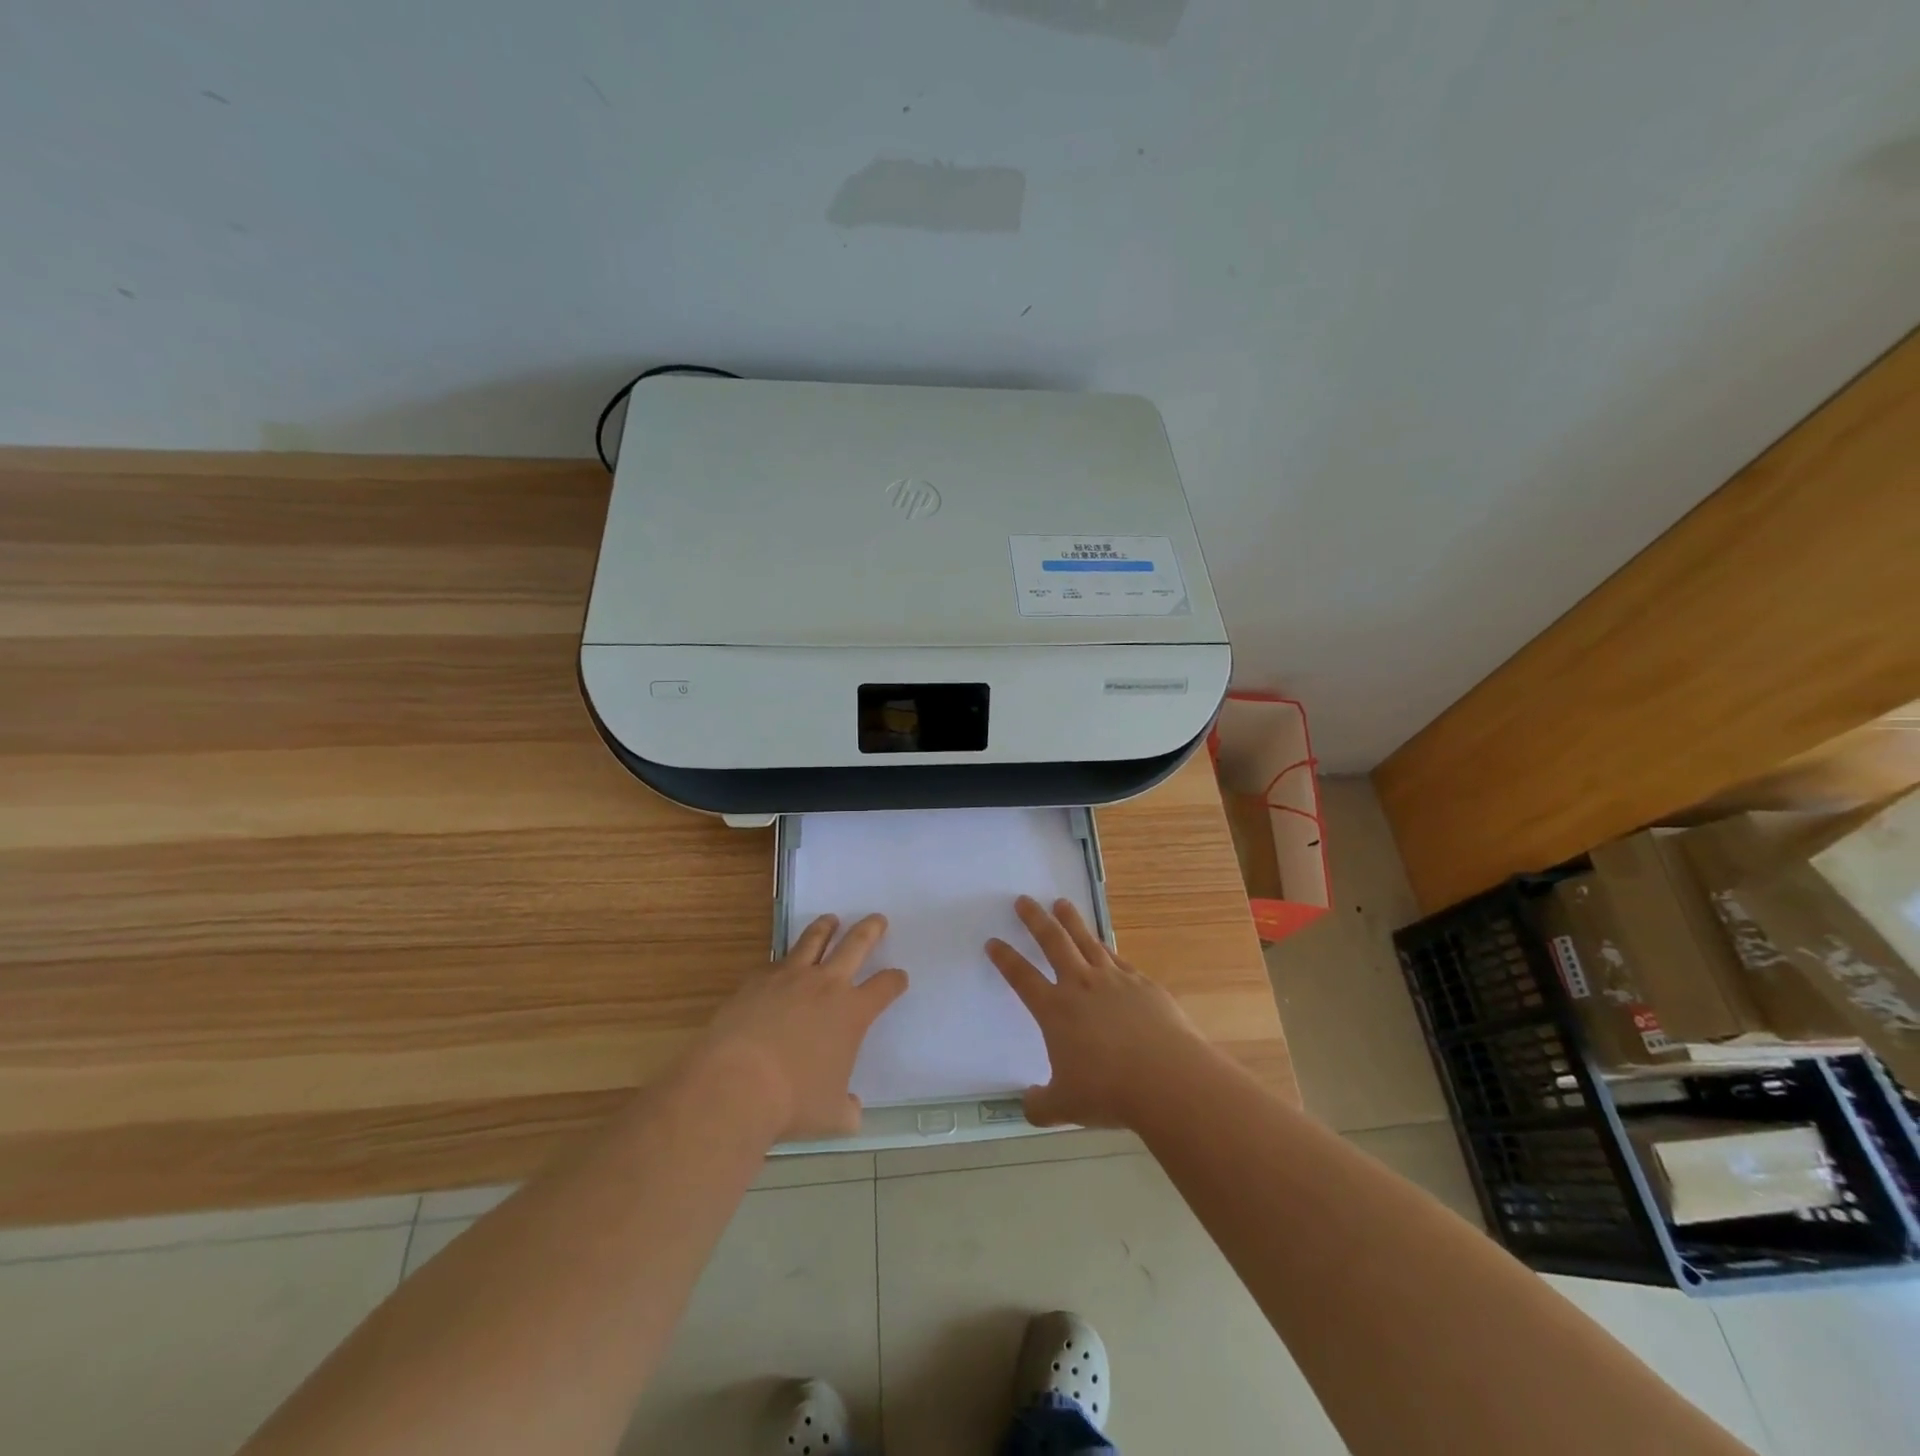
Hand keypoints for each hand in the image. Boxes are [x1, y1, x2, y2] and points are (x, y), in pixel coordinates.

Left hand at [701, 914, 907, 1139]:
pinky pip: (776, 963)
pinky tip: (781, 966)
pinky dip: (784, 961)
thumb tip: (852, 1111)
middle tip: (877, 919)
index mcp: (853, 1013)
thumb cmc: (792, 1102)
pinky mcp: (757, 981)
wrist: (735, 1084)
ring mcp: (789, 978)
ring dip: (826, 928)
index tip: (899, 977)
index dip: (895, 980)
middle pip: (855, 945)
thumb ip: (847, 1109)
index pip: (885, 986)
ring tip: (830, 920)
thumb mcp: (831, 1116)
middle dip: (870, 930)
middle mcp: (826, 985)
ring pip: (813, 940)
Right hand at [987, 895, 1209, 1129]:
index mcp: (1055, 1010)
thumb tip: (1028, 1104)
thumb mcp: (1065, 1107)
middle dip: (1035, 920)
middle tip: (1024, 901)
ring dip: (1071, 920)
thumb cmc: (1109, 1091)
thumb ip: (1041, 1105)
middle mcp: (1081, 985)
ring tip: (1061, 903)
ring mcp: (1114, 980)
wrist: (1167, 1078)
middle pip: (1053, 942)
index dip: (1005, 958)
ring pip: (1087, 940)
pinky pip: (1118, 959)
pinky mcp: (1143, 984)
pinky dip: (1106, 948)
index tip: (993, 941)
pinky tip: (1104, 945)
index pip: (1021, 977)